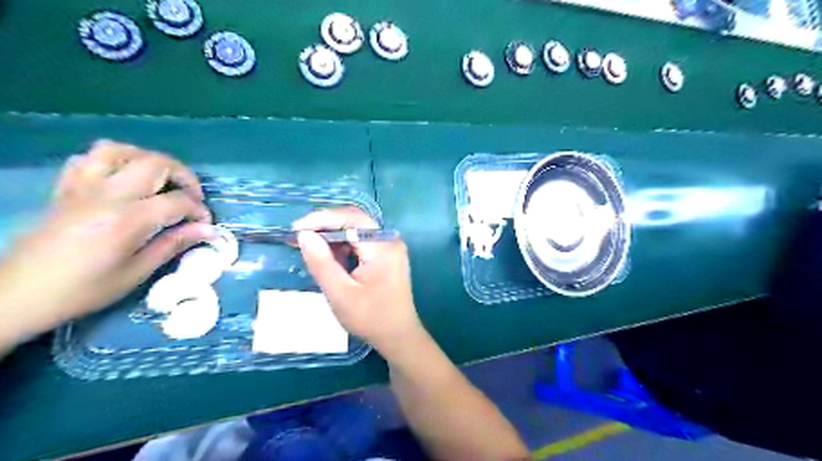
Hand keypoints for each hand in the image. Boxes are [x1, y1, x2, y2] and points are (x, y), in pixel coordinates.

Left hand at [0, 141, 213, 344]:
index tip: (204, 225)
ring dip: (148, 160)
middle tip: (191, 198)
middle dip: (184, 177)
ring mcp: (82, 187)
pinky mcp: (66, 188)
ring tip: (160, 180)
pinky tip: (124, 179)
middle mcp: (106, 194)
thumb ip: (174, 244)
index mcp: (127, 220)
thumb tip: (208, 230)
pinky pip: (88, 158)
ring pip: (120, 150)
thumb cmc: (85, 289)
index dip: (199, 210)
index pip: (177, 201)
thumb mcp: (137, 272)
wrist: (20, 293)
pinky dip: (113, 161)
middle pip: (156, 163)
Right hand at [292, 206, 423, 353]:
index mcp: (383, 247)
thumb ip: (321, 263)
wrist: (398, 336)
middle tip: (300, 237)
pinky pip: (362, 242)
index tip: (296, 229)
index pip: (352, 218)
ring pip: (357, 231)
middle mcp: (389, 241)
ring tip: (310, 247)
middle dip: (326, 226)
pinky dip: (343, 246)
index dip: (322, 218)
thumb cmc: (371, 318)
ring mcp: (390, 248)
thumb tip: (304, 235)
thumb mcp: (340, 294)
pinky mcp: (387, 256)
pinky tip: (329, 257)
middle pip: (355, 221)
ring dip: (333, 236)